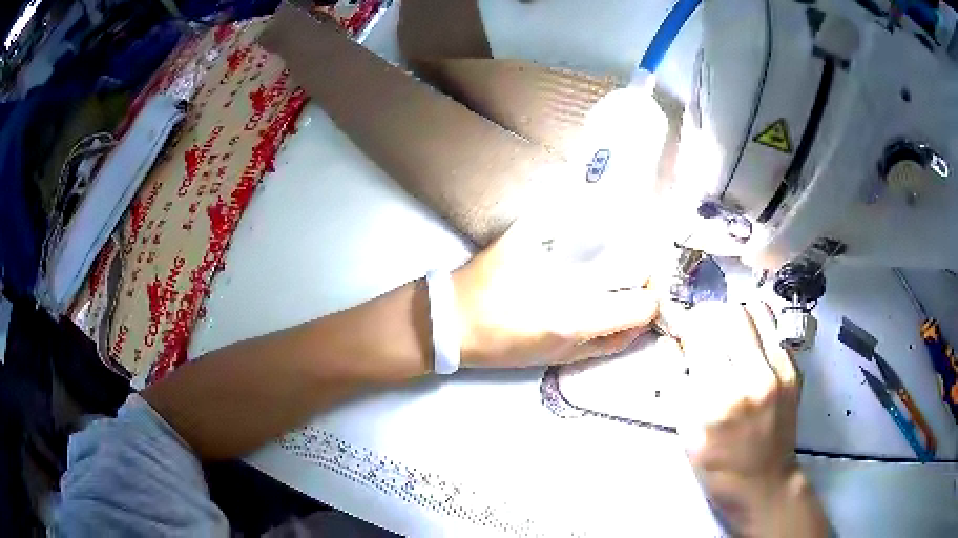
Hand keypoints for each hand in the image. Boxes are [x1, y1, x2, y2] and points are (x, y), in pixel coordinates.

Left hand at [451, 221, 658, 368]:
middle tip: (625, 281)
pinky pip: (582, 216)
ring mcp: (554, 247)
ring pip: (615, 236)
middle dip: (640, 275)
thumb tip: (641, 323)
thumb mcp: (559, 357)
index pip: (645, 303)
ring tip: (602, 261)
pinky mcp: (534, 227)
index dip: (649, 305)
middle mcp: (572, 281)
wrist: (454, 316)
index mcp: (576, 319)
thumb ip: (608, 343)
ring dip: (620, 248)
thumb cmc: (506, 345)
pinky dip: (594, 224)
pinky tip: (583, 239)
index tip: (640, 304)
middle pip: (636, 263)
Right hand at [677, 302, 826, 536]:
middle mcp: (754, 377)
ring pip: (753, 309)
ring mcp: (780, 369)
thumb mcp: (685, 434)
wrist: (765, 483)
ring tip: (724, 335)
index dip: (685, 324)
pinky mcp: (794, 368)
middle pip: (729, 312)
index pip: (701, 333)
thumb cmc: (719, 467)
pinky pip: (772, 326)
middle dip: (708, 316)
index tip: (679, 330)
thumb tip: (668, 341)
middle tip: (700, 332)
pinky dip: (753, 325)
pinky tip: (746, 346)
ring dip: (732, 314)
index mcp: (720, 400)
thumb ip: (673, 383)